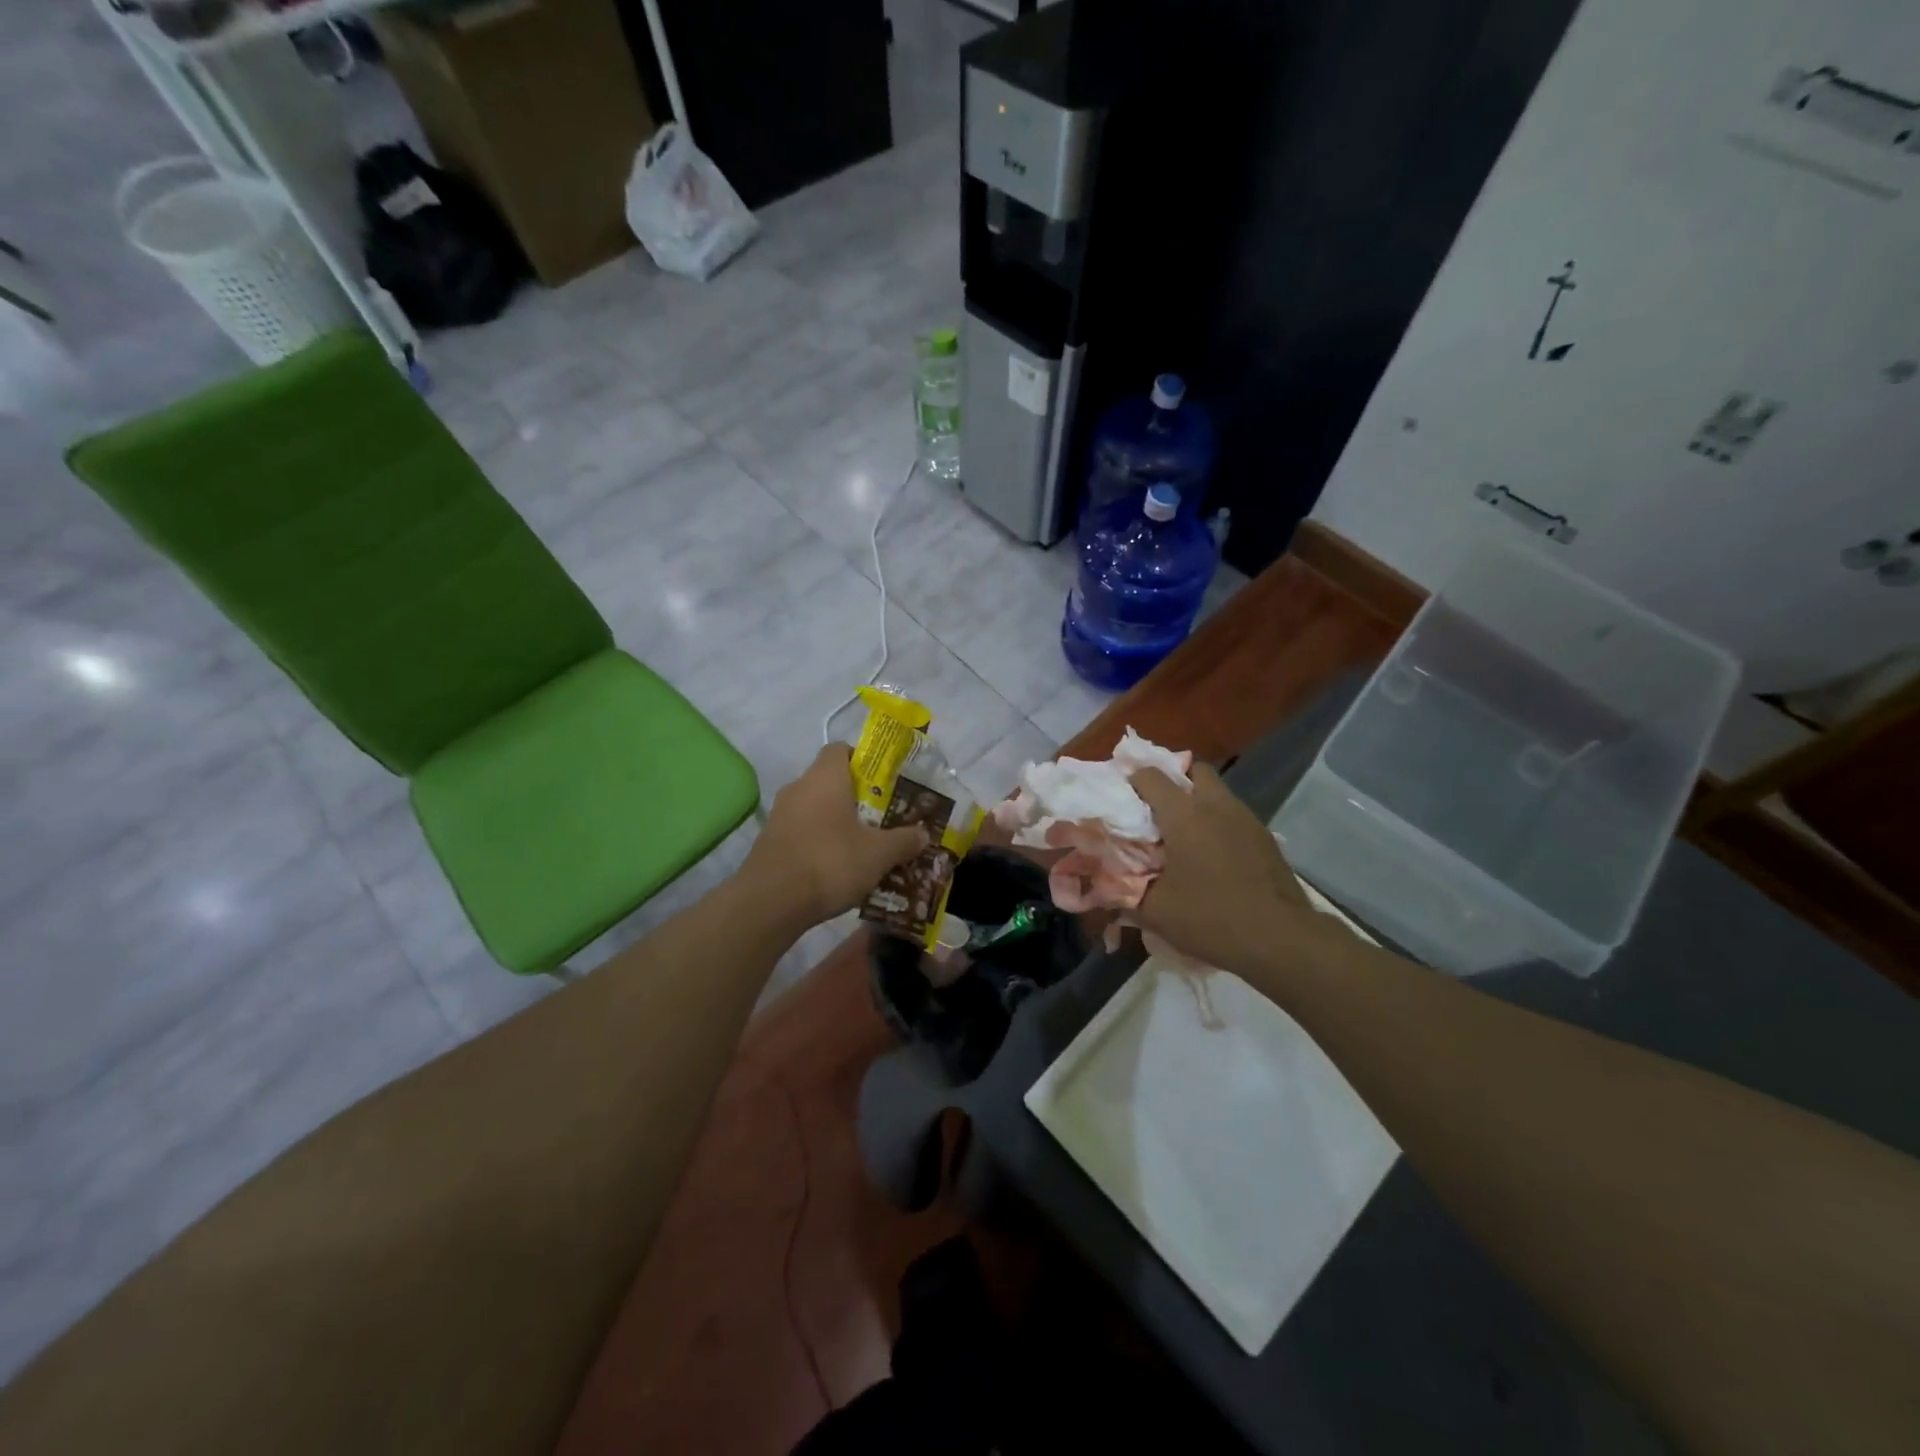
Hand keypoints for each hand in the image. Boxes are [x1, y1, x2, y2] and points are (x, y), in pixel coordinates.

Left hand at [740, 743, 928, 926]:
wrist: (770, 902)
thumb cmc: (830, 862)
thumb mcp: (878, 854)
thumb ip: (903, 840)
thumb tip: (923, 834)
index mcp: (825, 777)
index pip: (840, 750)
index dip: (862, 760)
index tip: (882, 782)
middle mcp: (798, 787)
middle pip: (829, 781)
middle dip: (855, 797)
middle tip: (880, 818)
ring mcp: (779, 815)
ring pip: (815, 809)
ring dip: (836, 823)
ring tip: (862, 846)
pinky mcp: (769, 842)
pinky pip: (801, 832)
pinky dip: (818, 842)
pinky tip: (835, 868)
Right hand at [1131, 764, 1313, 972]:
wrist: (1280, 939)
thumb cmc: (1211, 918)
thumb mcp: (1155, 911)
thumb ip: (1125, 892)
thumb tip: (1106, 886)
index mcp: (1183, 814)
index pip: (1151, 776)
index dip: (1132, 781)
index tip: (1122, 800)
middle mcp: (1216, 805)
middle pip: (1193, 770)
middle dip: (1174, 782)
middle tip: (1158, 811)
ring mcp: (1246, 819)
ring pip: (1217, 793)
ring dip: (1199, 803)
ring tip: (1185, 836)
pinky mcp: (1266, 838)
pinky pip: (1235, 816)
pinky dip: (1220, 824)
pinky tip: (1214, 857)